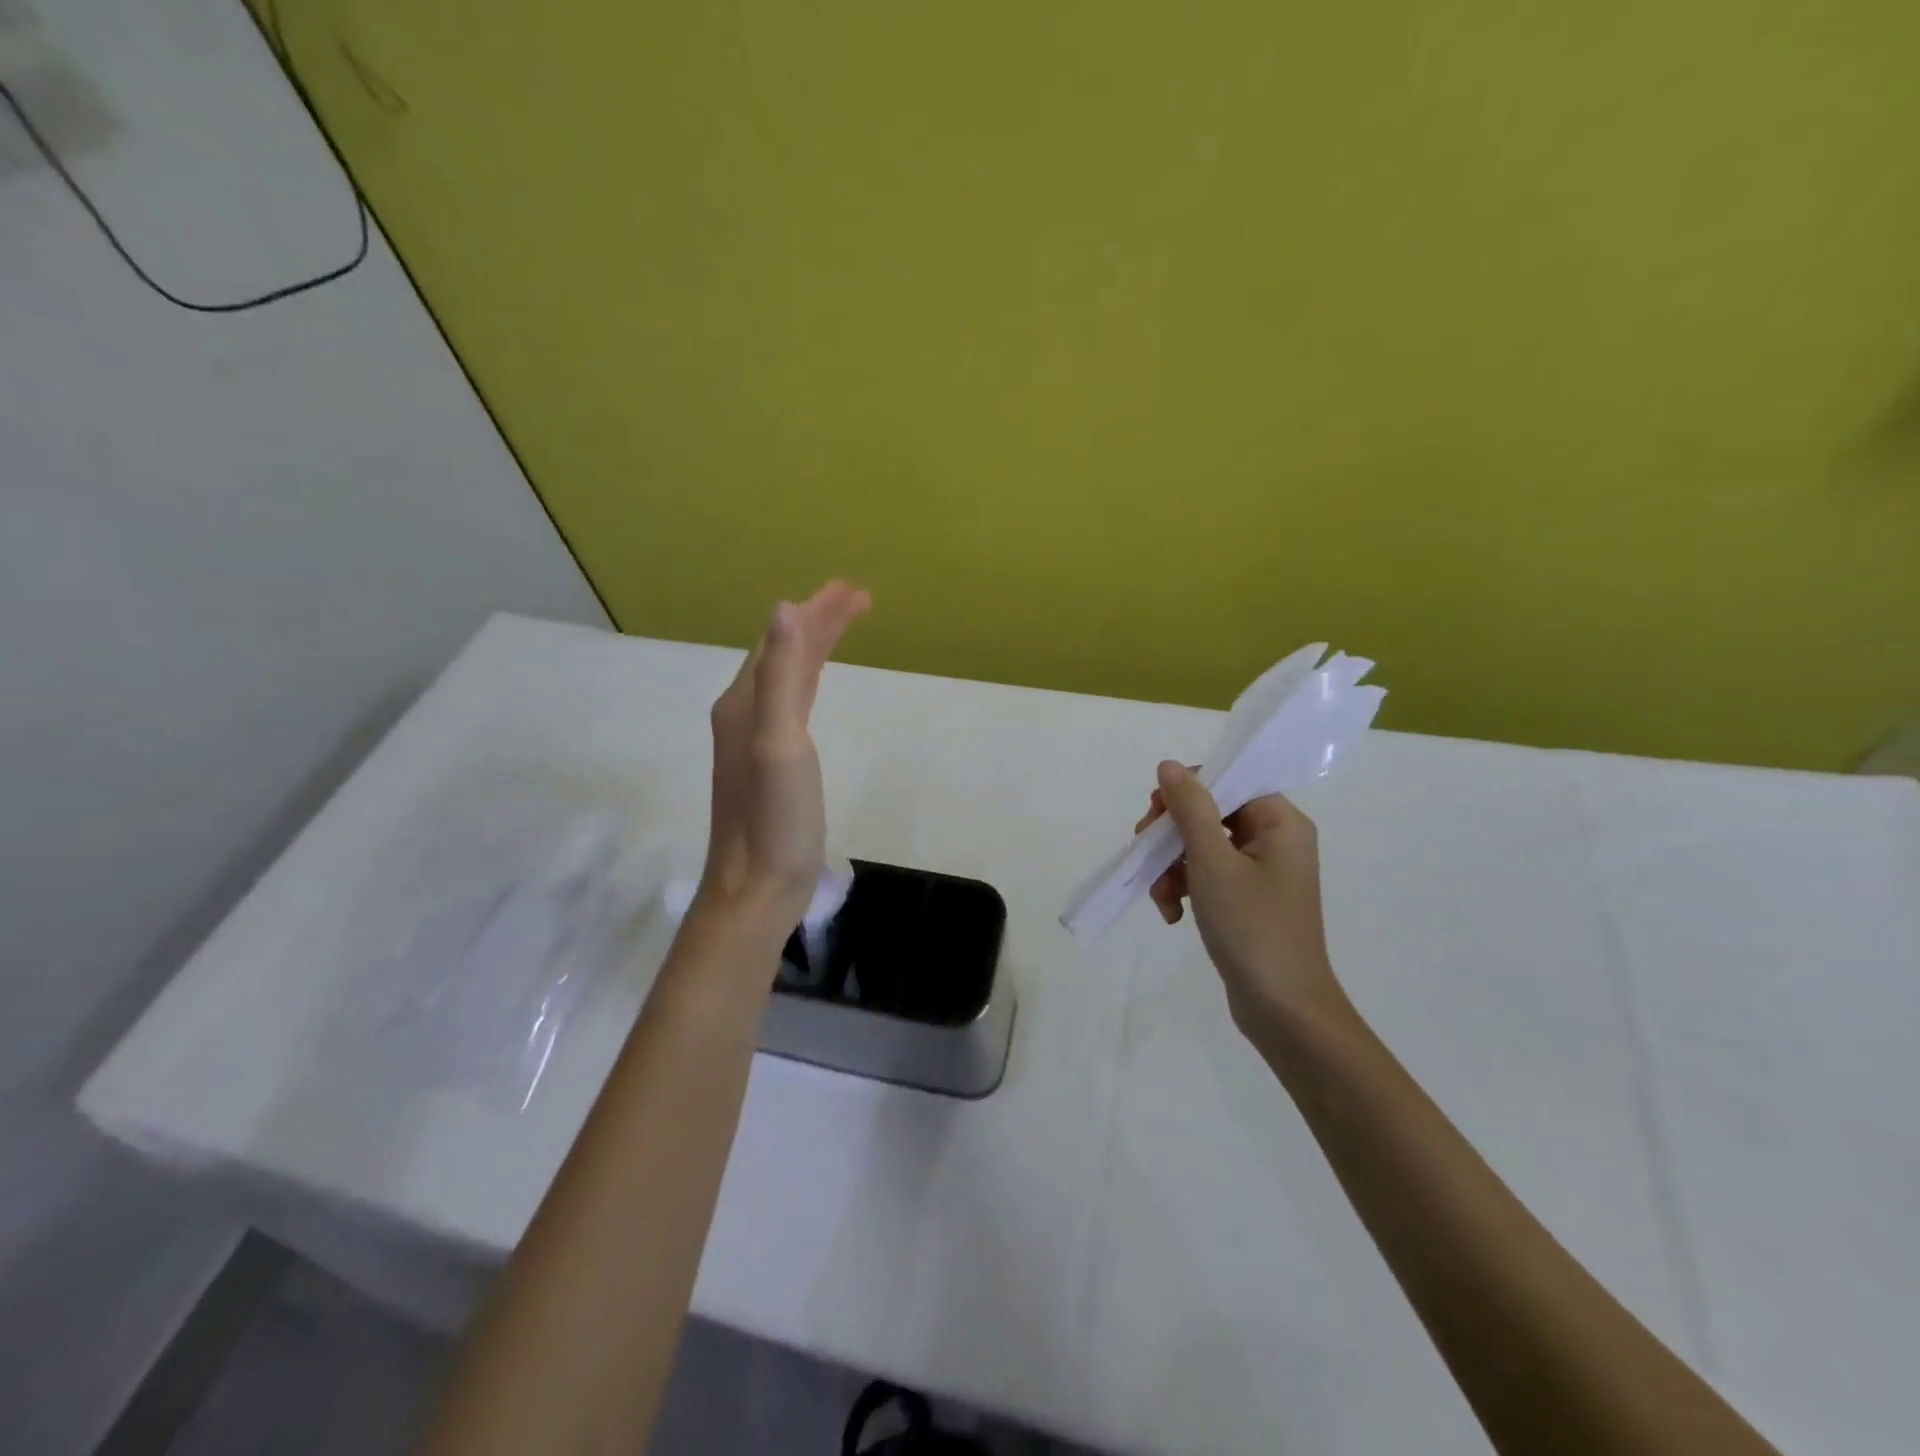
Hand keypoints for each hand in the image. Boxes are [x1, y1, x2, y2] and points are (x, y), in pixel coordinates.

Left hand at [700, 581, 869, 929]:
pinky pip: (792, 702)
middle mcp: (745, 712)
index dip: (816, 611)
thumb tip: (784, 610)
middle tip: (858, 599)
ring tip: (844, 625)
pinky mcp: (771, 762)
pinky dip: (809, 679)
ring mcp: (755, 739)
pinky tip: (816, 682)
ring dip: (815, 646)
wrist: (756, 887)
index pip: (781, 639)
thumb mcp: (779, 743)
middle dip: (819, 621)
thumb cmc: (774, 818)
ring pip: (788, 676)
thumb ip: (781, 677)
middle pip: (783, 652)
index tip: (854, 591)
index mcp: (745, 702)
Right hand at [1138, 760, 1348, 1034]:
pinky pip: (1207, 876)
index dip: (1186, 793)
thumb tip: (1169, 765)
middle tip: (1146, 855)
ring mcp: (1262, 872)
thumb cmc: (1252, 928)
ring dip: (1171, 868)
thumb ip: (1190, 809)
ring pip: (1202, 847)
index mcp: (1280, 822)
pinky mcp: (1248, 900)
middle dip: (1171, 837)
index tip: (1154, 817)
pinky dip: (1184, 889)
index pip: (1228, 781)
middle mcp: (1275, 840)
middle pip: (1210, 814)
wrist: (1283, 1011)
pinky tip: (1172, 915)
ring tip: (1160, 899)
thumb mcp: (1212, 862)